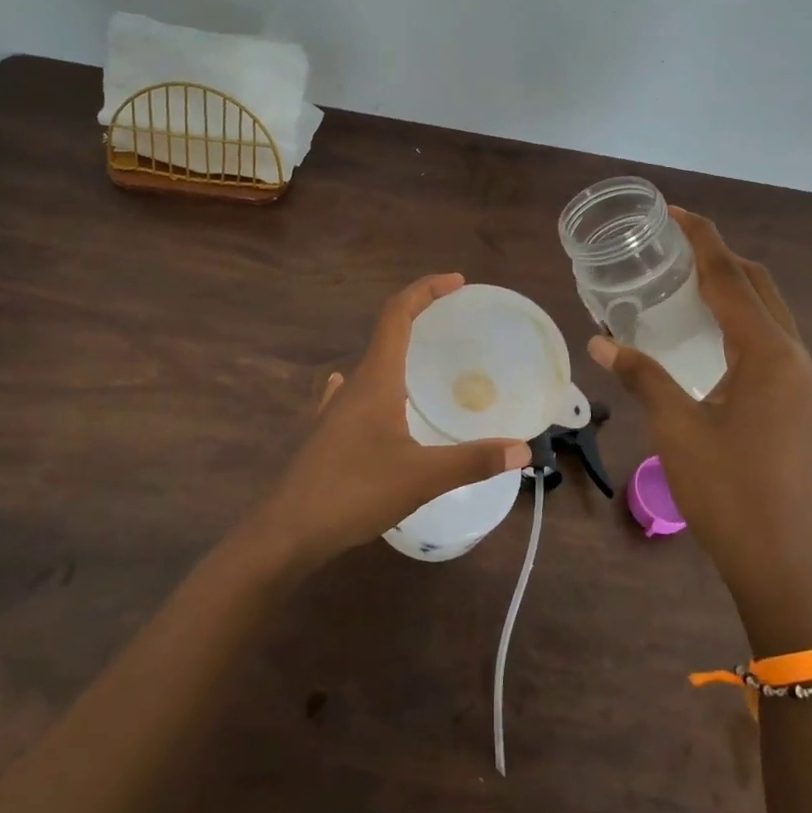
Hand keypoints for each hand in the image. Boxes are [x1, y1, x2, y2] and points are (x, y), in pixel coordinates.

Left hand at [253, 274, 530, 568]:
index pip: (397, 314)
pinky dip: (378, 381)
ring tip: (428, 358)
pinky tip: (378, 398)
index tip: (457, 282)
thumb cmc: (354, 492)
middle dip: (420, 315)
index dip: (426, 290)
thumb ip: (473, 461)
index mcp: (376, 379)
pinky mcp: (328, 432)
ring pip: (372, 363)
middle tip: (456, 319)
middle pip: (387, 332)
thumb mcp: (421, 477)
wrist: (288, 530)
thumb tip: (523, 450)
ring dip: (400, 348)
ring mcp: (336, 408)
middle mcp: (354, 384)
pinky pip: (357, 392)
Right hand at [587, 210, 811, 622]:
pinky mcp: (792, 398)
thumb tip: (600, 341)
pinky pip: (765, 336)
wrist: (779, 559)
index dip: (702, 239)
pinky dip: (736, 315)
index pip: (731, 277)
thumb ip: (642, 375)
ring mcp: (797, 379)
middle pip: (756, 284)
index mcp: (769, 354)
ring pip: (765, 310)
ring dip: (729, 284)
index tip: (671, 211)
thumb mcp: (677, 427)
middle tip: (671, 242)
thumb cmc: (727, 491)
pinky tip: (703, 327)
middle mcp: (791, 355)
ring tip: (682, 275)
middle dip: (718, 255)